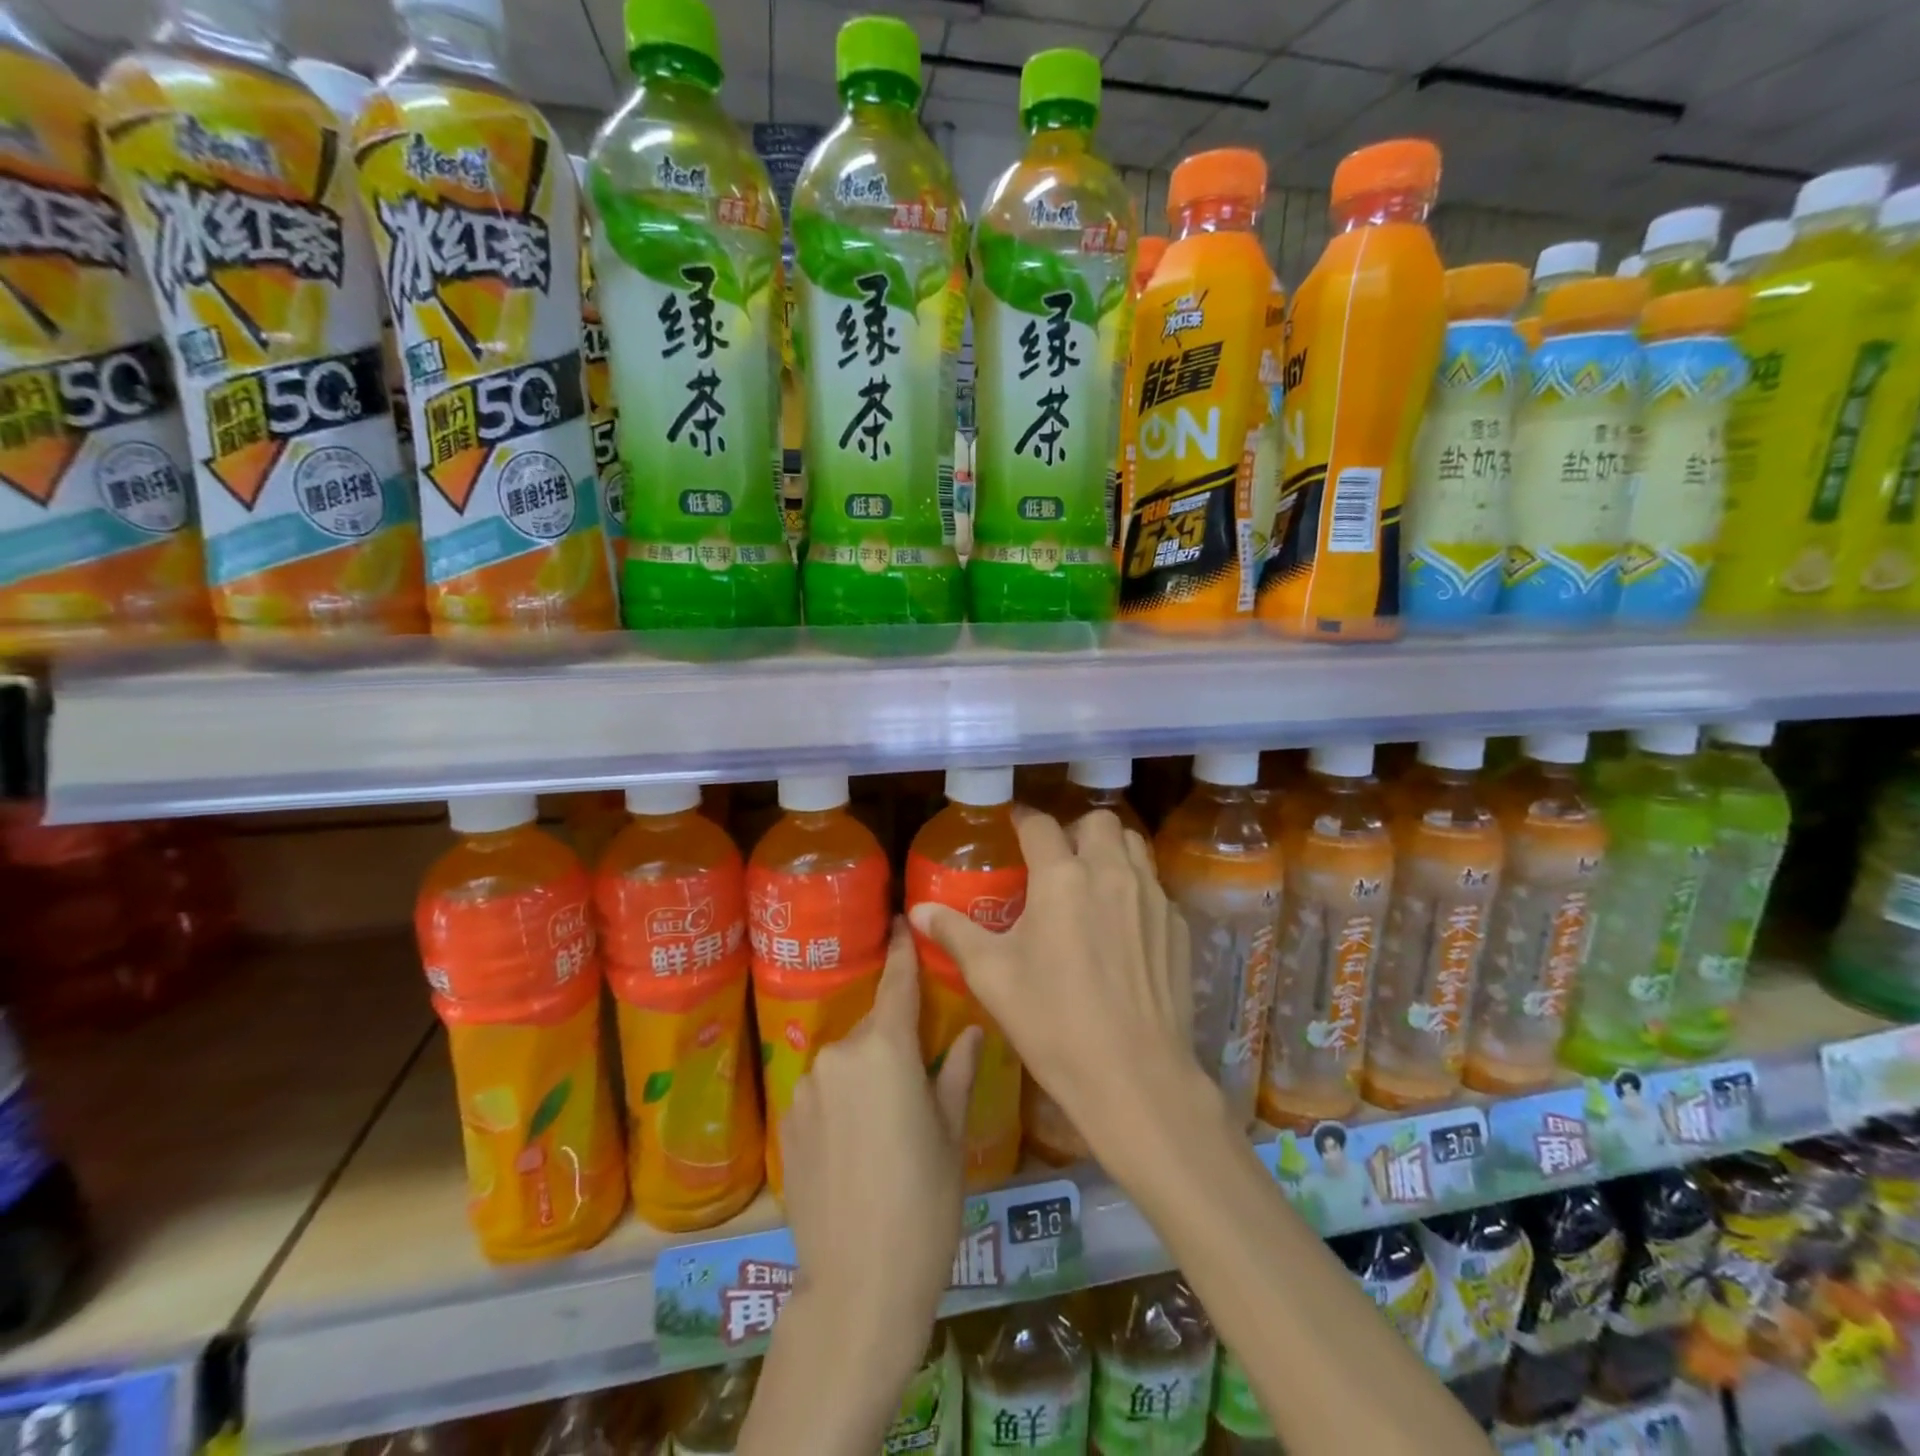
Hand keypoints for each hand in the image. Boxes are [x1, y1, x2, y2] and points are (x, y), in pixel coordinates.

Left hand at [779, 917, 981, 1362]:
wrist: (857, 1286)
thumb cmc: (924, 1204)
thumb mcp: (953, 1136)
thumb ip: (957, 1072)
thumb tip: (971, 1030)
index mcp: (886, 1049)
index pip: (896, 982)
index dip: (901, 949)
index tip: (901, 920)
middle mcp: (840, 1054)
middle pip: (874, 1027)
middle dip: (894, 1036)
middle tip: (918, 1073)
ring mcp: (807, 1086)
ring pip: (847, 1061)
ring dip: (867, 1073)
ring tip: (887, 1123)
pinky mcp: (788, 1120)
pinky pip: (824, 1091)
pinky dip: (842, 1101)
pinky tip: (856, 1147)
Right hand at [908, 809, 1212, 1177]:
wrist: (1134, 1076)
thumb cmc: (1053, 1022)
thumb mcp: (992, 977)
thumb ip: (955, 934)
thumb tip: (918, 912)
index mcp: (1062, 877)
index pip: (1040, 825)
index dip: (1023, 820)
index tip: (1013, 825)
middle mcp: (1111, 873)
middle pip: (1097, 820)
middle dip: (1074, 830)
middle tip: (1056, 860)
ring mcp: (1152, 897)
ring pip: (1133, 845)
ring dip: (1109, 849)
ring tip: (1091, 880)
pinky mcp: (1177, 925)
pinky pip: (1155, 885)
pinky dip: (1136, 887)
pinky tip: (1123, 924)